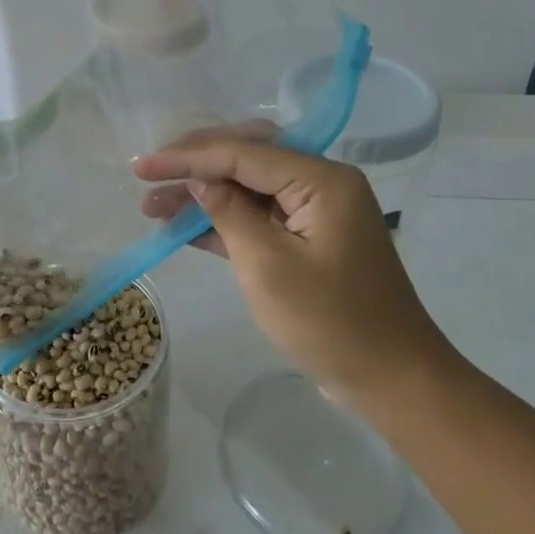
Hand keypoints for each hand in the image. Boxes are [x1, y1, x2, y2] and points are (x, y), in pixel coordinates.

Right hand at [135, 131, 456, 404]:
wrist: (393, 380)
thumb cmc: (331, 323)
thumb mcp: (268, 266)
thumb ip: (229, 213)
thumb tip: (199, 179)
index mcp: (322, 179)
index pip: (243, 153)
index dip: (187, 157)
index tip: (141, 166)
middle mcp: (321, 183)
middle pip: (247, 157)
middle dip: (195, 165)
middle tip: (149, 176)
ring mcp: (316, 212)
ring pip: (249, 187)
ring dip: (204, 194)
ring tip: (153, 206)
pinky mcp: (309, 240)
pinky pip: (260, 217)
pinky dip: (223, 221)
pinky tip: (183, 228)